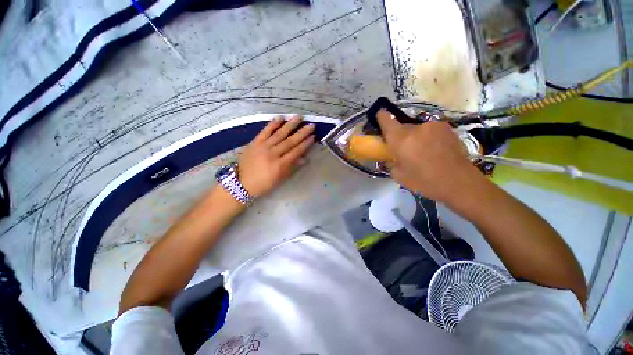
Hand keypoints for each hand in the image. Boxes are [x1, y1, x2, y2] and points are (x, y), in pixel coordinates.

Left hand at [237, 116, 314, 196]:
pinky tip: (280, 117)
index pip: (296, 151)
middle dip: (302, 132)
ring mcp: (263, 147)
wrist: (241, 183)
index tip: (313, 137)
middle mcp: (273, 154)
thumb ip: (292, 167)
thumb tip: (305, 159)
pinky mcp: (255, 142)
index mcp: (280, 165)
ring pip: (279, 134)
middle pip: (290, 141)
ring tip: (299, 117)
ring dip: (290, 125)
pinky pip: (264, 131)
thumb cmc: (264, 183)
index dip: (306, 144)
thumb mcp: (280, 179)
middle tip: (311, 125)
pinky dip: (272, 124)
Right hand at [377, 110, 479, 202]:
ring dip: (415, 137)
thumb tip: (389, 159)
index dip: (381, 117)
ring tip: (422, 152)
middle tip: (403, 150)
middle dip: (400, 136)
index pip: (386, 120)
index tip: (379, 116)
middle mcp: (416, 128)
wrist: (459, 182)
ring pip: (417, 129)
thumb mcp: (399, 176)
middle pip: (402, 127)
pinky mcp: (447, 128)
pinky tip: (435, 151)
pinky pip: (430, 131)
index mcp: (400, 140)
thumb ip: (390, 163)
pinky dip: (428, 138)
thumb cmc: (424, 181)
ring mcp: (433, 126)